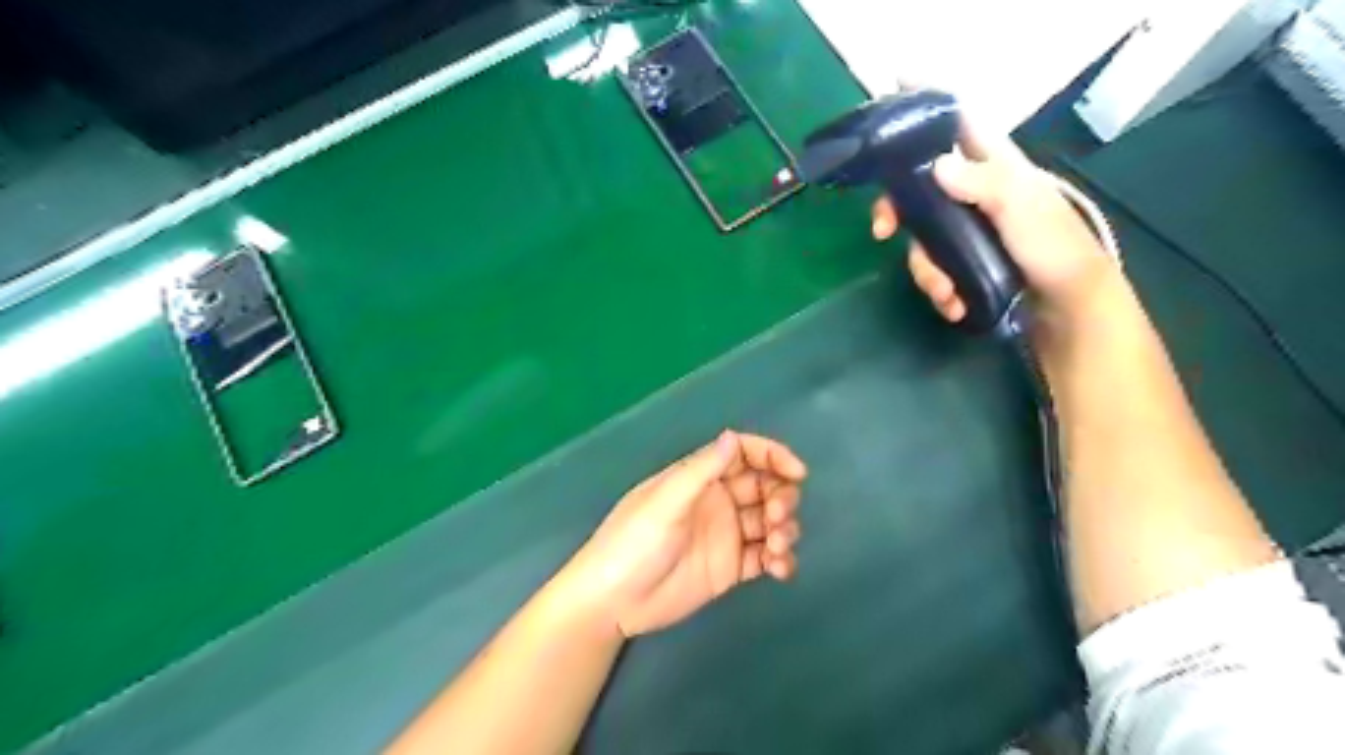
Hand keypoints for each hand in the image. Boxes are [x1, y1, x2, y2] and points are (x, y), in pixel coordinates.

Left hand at [561, 431, 800, 636]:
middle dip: (781, 496)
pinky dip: (780, 559)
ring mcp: (725, 535)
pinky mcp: (730, 568)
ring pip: (770, 521)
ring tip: (777, 548)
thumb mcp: (665, 503)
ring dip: (784, 529)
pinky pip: (765, 556)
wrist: (613, 603)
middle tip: (777, 517)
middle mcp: (717, 501)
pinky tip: (780, 569)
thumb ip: (701, 471)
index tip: (797, 473)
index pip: (743, 454)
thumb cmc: (633, 543)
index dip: (772, 456)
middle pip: (764, 486)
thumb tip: (732, 436)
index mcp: (699, 478)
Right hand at [866, 121, 1121, 327]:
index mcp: (992, 167)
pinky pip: (935, 272)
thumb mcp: (1021, 207)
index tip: (894, 107)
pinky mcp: (964, 266)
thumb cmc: (1054, 247)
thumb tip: (936, 165)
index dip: (926, 115)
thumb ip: (983, 181)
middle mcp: (973, 195)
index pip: (956, 126)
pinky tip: (955, 305)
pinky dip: (940, 291)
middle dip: (897, 212)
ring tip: (946, 293)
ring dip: (927, 270)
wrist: (1070, 306)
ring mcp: (966, 233)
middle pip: (919, 191)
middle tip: (882, 231)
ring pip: (922, 240)